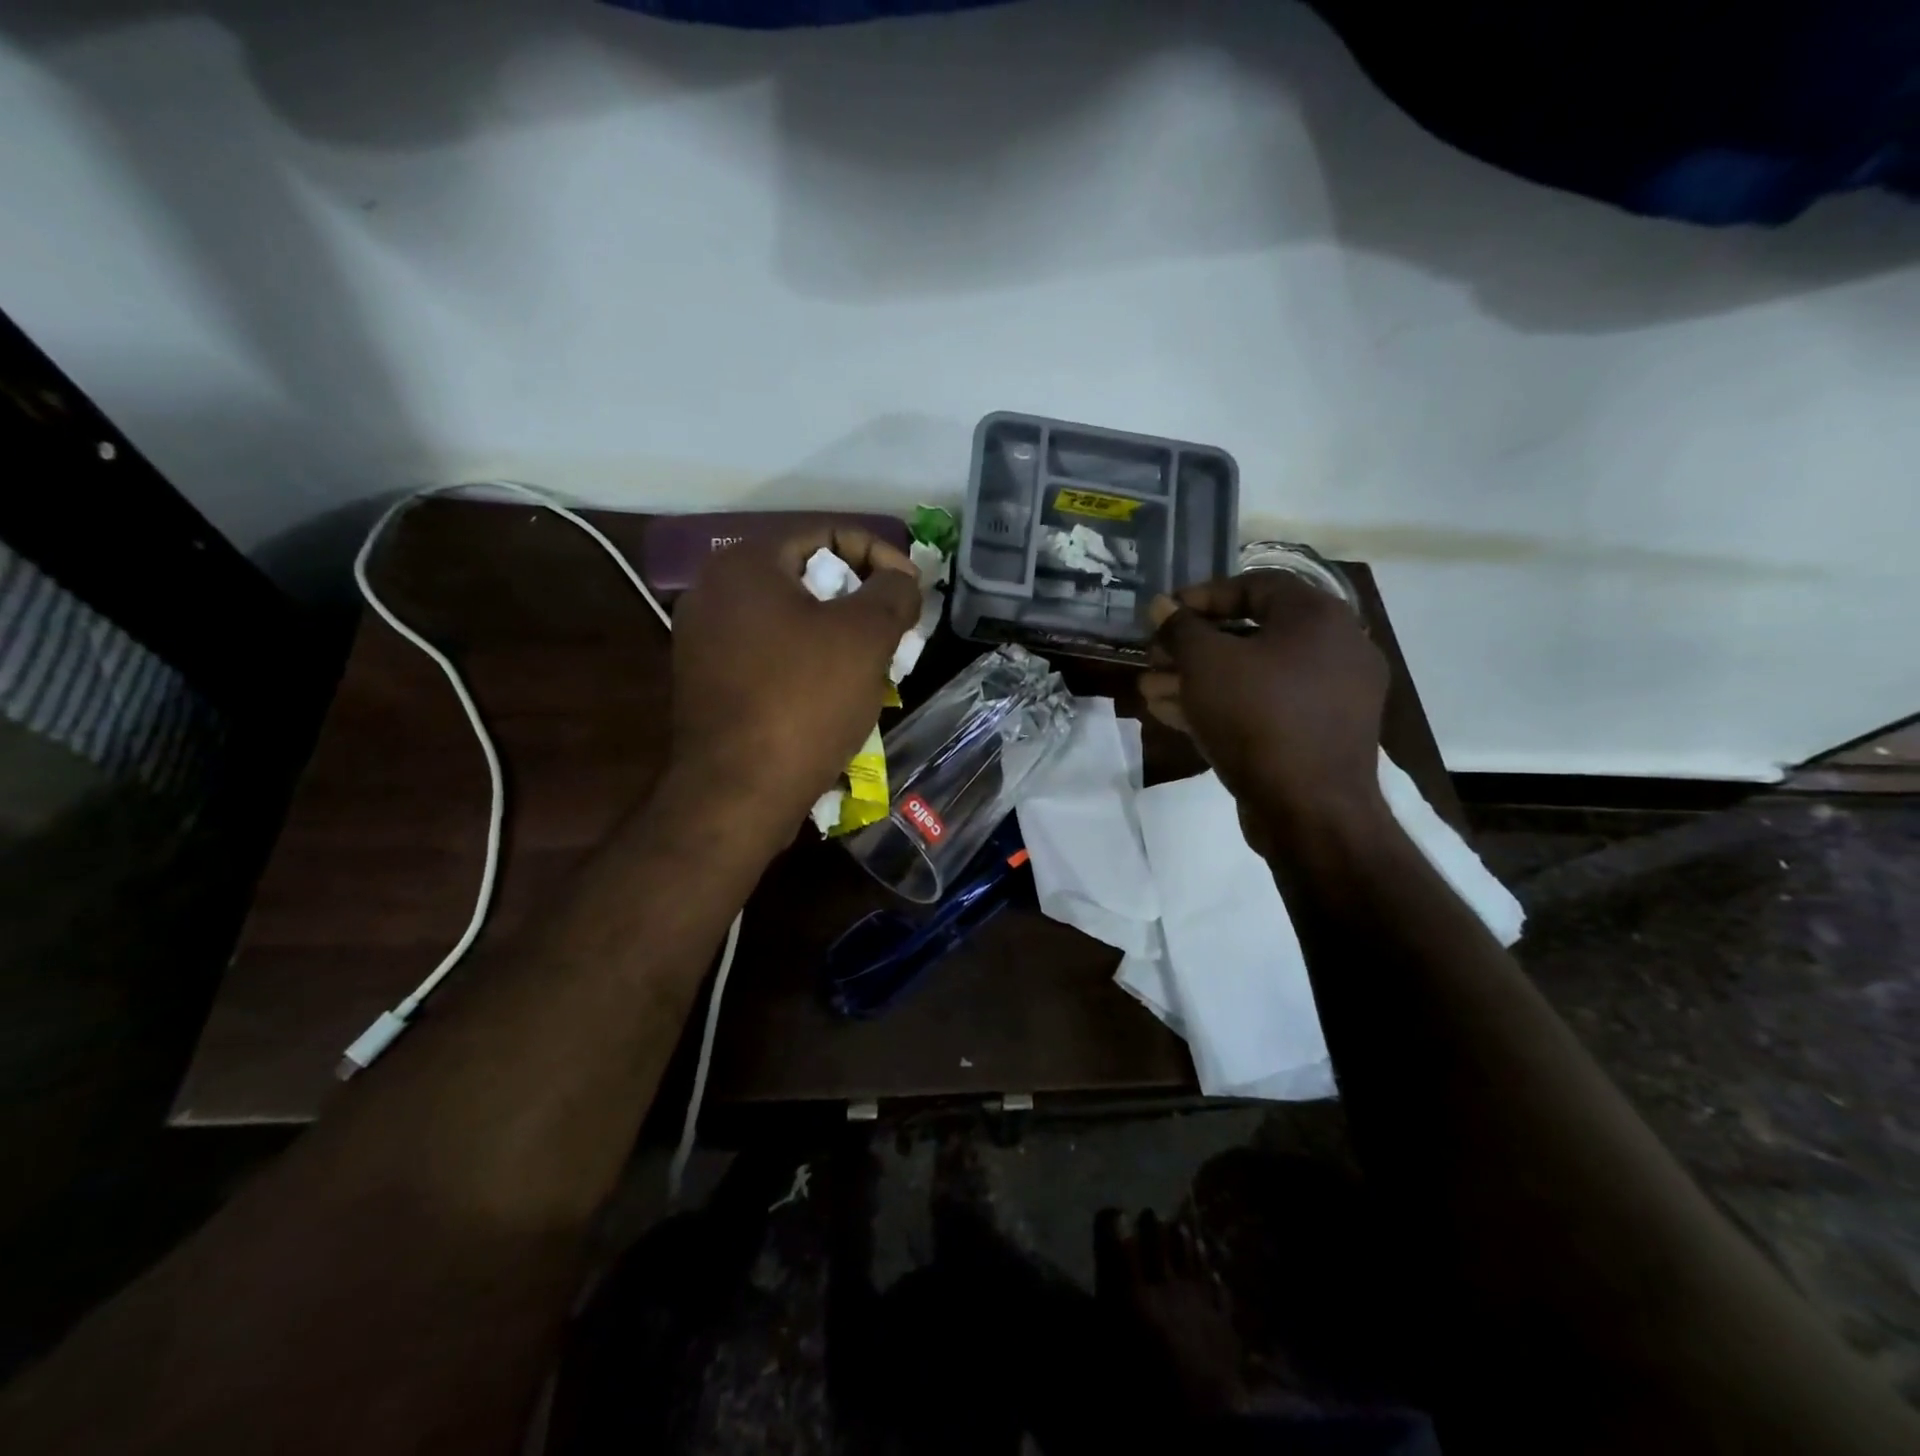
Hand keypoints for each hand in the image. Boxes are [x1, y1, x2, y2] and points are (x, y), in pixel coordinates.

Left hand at [669, 526, 920, 831]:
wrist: (738, 793)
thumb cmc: (804, 702)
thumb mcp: (865, 637)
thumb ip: (894, 593)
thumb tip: (901, 579)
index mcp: (746, 564)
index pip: (826, 533)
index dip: (879, 555)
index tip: (911, 592)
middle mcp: (714, 591)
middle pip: (806, 576)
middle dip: (859, 600)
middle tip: (895, 631)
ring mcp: (704, 639)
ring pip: (789, 619)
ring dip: (837, 634)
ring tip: (873, 665)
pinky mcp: (707, 682)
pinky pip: (769, 654)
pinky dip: (807, 662)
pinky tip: (833, 693)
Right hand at [1140, 573, 1389, 841]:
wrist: (1310, 811)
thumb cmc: (1258, 718)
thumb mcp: (1206, 664)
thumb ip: (1180, 628)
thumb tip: (1162, 606)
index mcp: (1318, 618)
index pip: (1254, 586)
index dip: (1201, 596)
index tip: (1164, 614)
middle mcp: (1334, 649)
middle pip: (1250, 634)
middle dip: (1191, 647)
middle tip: (1153, 658)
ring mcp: (1329, 697)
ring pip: (1252, 676)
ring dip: (1197, 679)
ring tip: (1149, 689)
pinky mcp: (1316, 735)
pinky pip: (1264, 707)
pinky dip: (1221, 705)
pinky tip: (1172, 713)